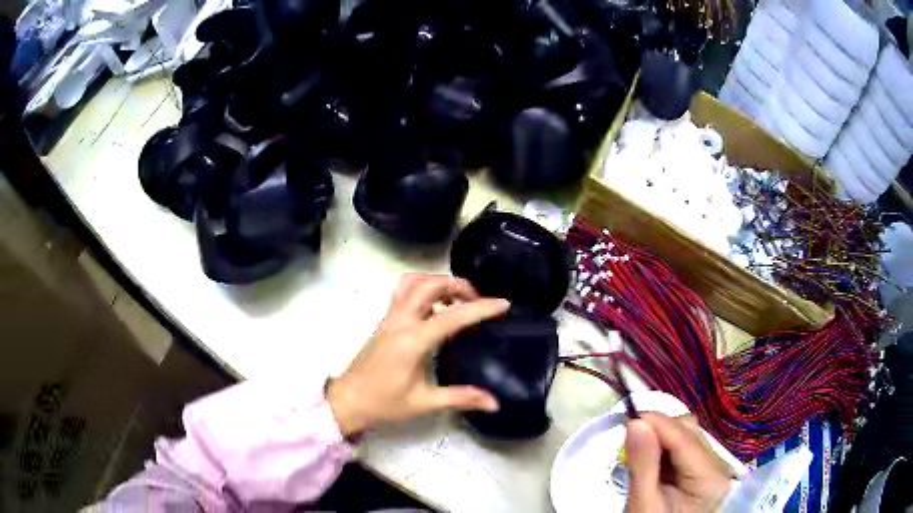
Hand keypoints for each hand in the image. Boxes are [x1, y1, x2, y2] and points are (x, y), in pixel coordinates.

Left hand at [327, 273, 509, 435]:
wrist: (347, 401)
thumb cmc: (384, 403)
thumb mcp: (424, 403)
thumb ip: (461, 398)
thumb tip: (495, 403)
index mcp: (412, 340)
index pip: (452, 316)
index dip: (480, 308)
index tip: (503, 304)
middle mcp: (400, 321)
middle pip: (429, 284)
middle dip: (457, 285)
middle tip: (477, 300)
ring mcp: (389, 318)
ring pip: (413, 282)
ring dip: (437, 282)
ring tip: (457, 300)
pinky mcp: (384, 322)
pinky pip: (404, 292)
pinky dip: (424, 289)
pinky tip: (435, 310)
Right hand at [626, 413, 734, 511]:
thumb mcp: (644, 504)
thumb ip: (643, 465)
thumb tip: (635, 423)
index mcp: (709, 477)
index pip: (685, 437)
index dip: (657, 422)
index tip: (628, 418)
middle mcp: (719, 466)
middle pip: (691, 431)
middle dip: (660, 429)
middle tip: (630, 440)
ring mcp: (714, 468)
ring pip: (690, 436)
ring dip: (663, 437)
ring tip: (640, 452)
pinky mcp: (706, 472)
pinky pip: (688, 449)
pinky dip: (668, 449)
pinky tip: (654, 462)